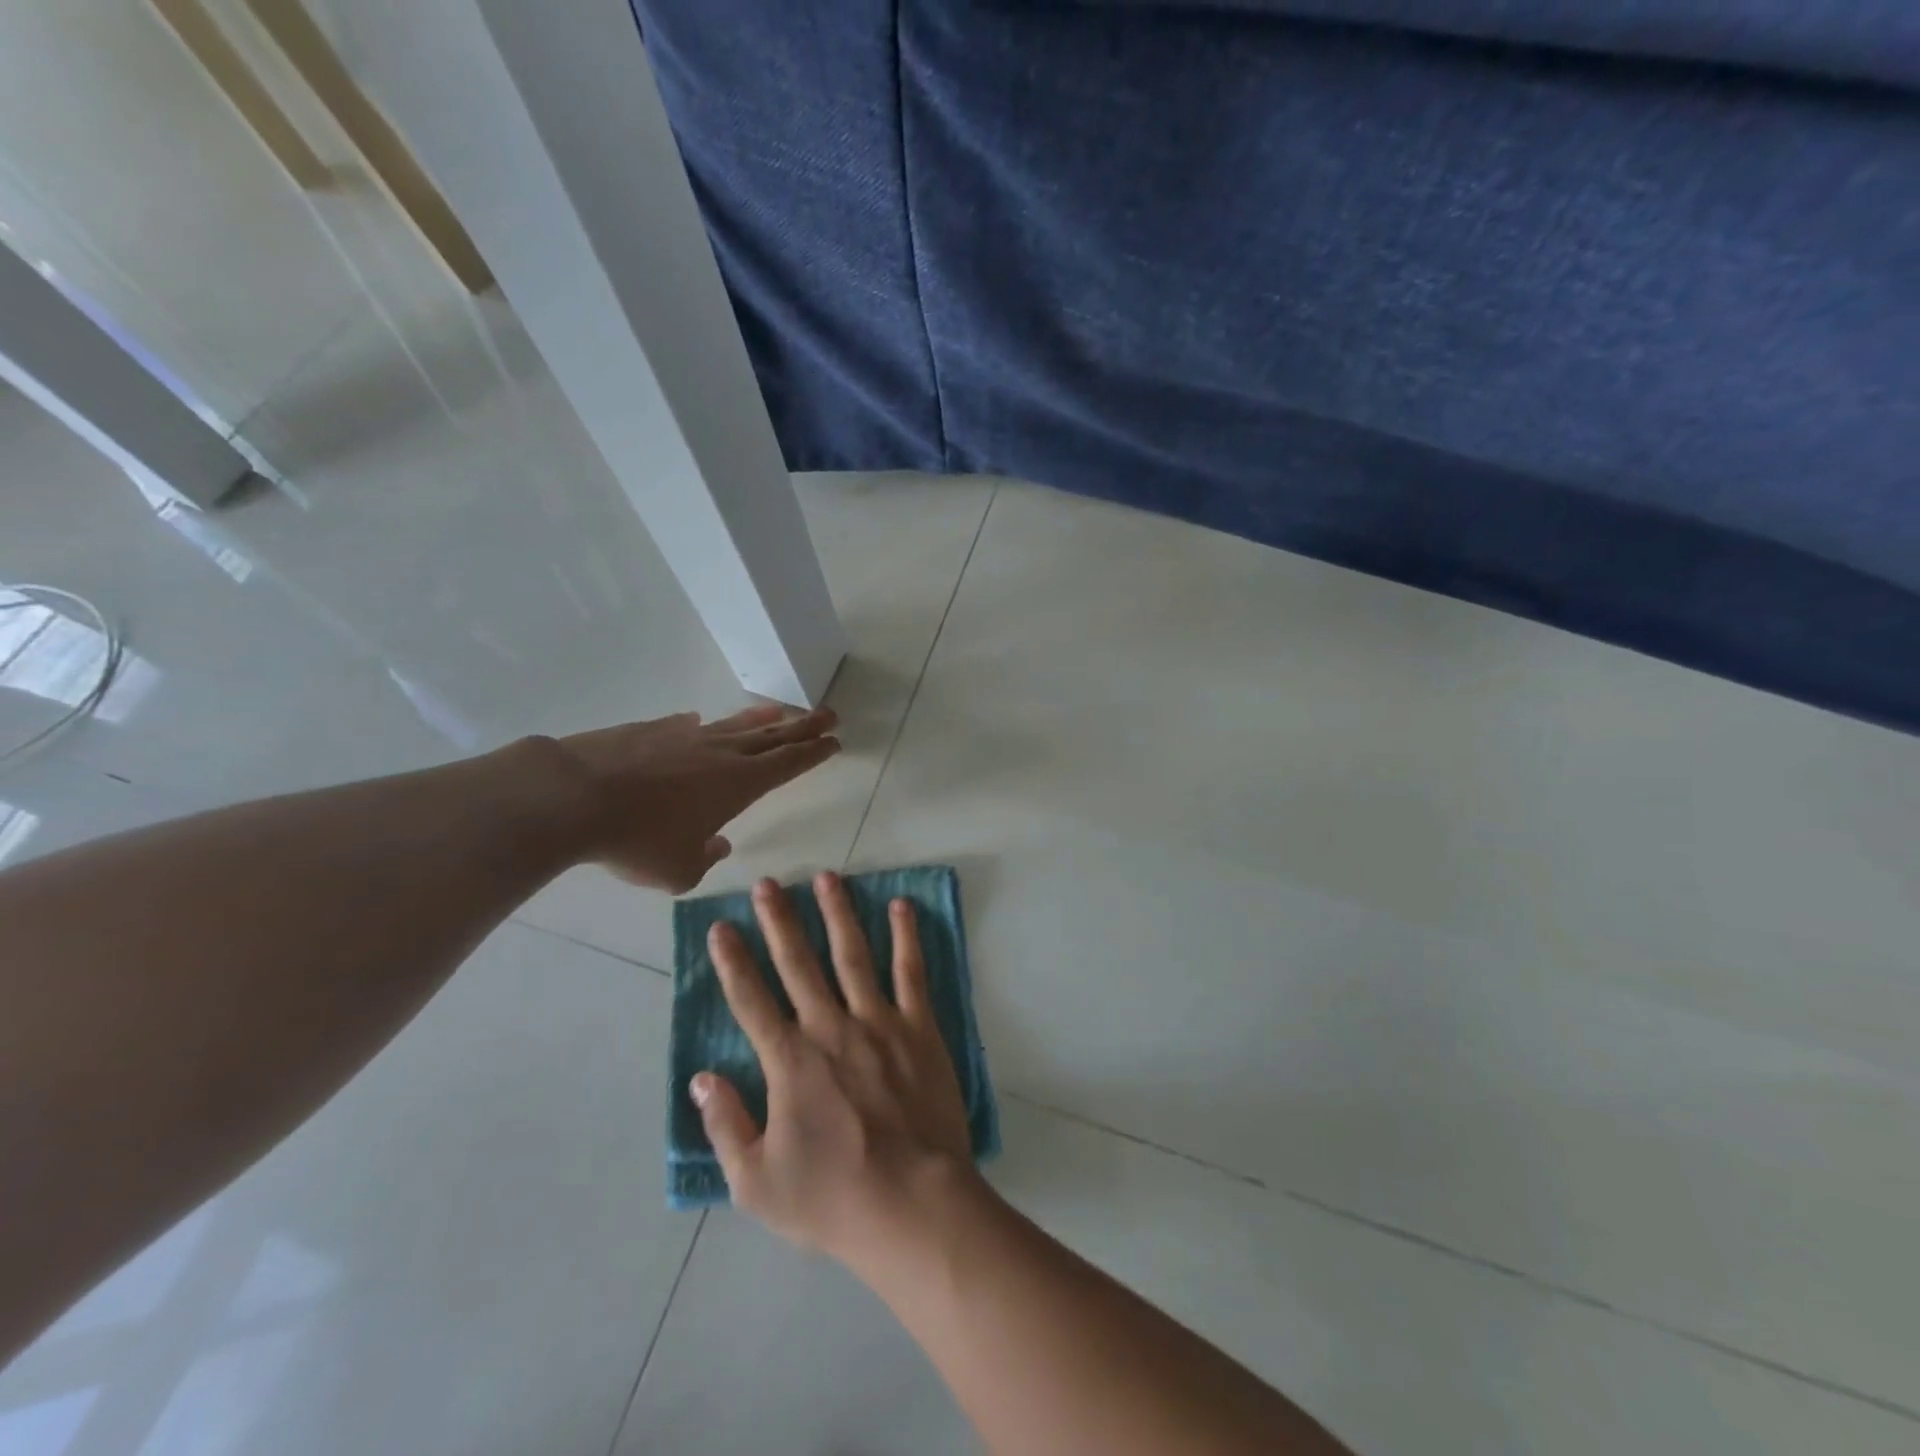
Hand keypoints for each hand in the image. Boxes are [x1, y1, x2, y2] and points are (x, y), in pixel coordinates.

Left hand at [550, 705, 838, 892]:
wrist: (575, 796)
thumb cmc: (637, 840)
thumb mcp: (678, 870)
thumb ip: (705, 858)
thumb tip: (718, 844)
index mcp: (739, 784)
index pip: (789, 763)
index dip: (814, 752)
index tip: (834, 740)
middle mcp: (721, 753)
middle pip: (773, 735)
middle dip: (804, 726)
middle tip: (829, 715)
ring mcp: (686, 736)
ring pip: (735, 724)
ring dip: (762, 718)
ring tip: (780, 710)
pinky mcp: (652, 730)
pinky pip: (689, 726)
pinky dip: (704, 726)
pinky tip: (700, 723)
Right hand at [692, 873, 978, 1267]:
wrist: (913, 1204)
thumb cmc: (832, 1198)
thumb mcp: (756, 1182)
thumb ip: (726, 1125)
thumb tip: (702, 1078)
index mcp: (790, 1061)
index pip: (751, 1000)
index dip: (732, 962)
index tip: (721, 927)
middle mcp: (830, 1027)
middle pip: (798, 963)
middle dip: (779, 921)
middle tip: (767, 884)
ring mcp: (878, 1022)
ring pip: (852, 954)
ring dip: (837, 913)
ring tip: (827, 877)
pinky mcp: (919, 1027)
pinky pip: (910, 972)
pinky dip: (905, 936)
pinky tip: (901, 905)